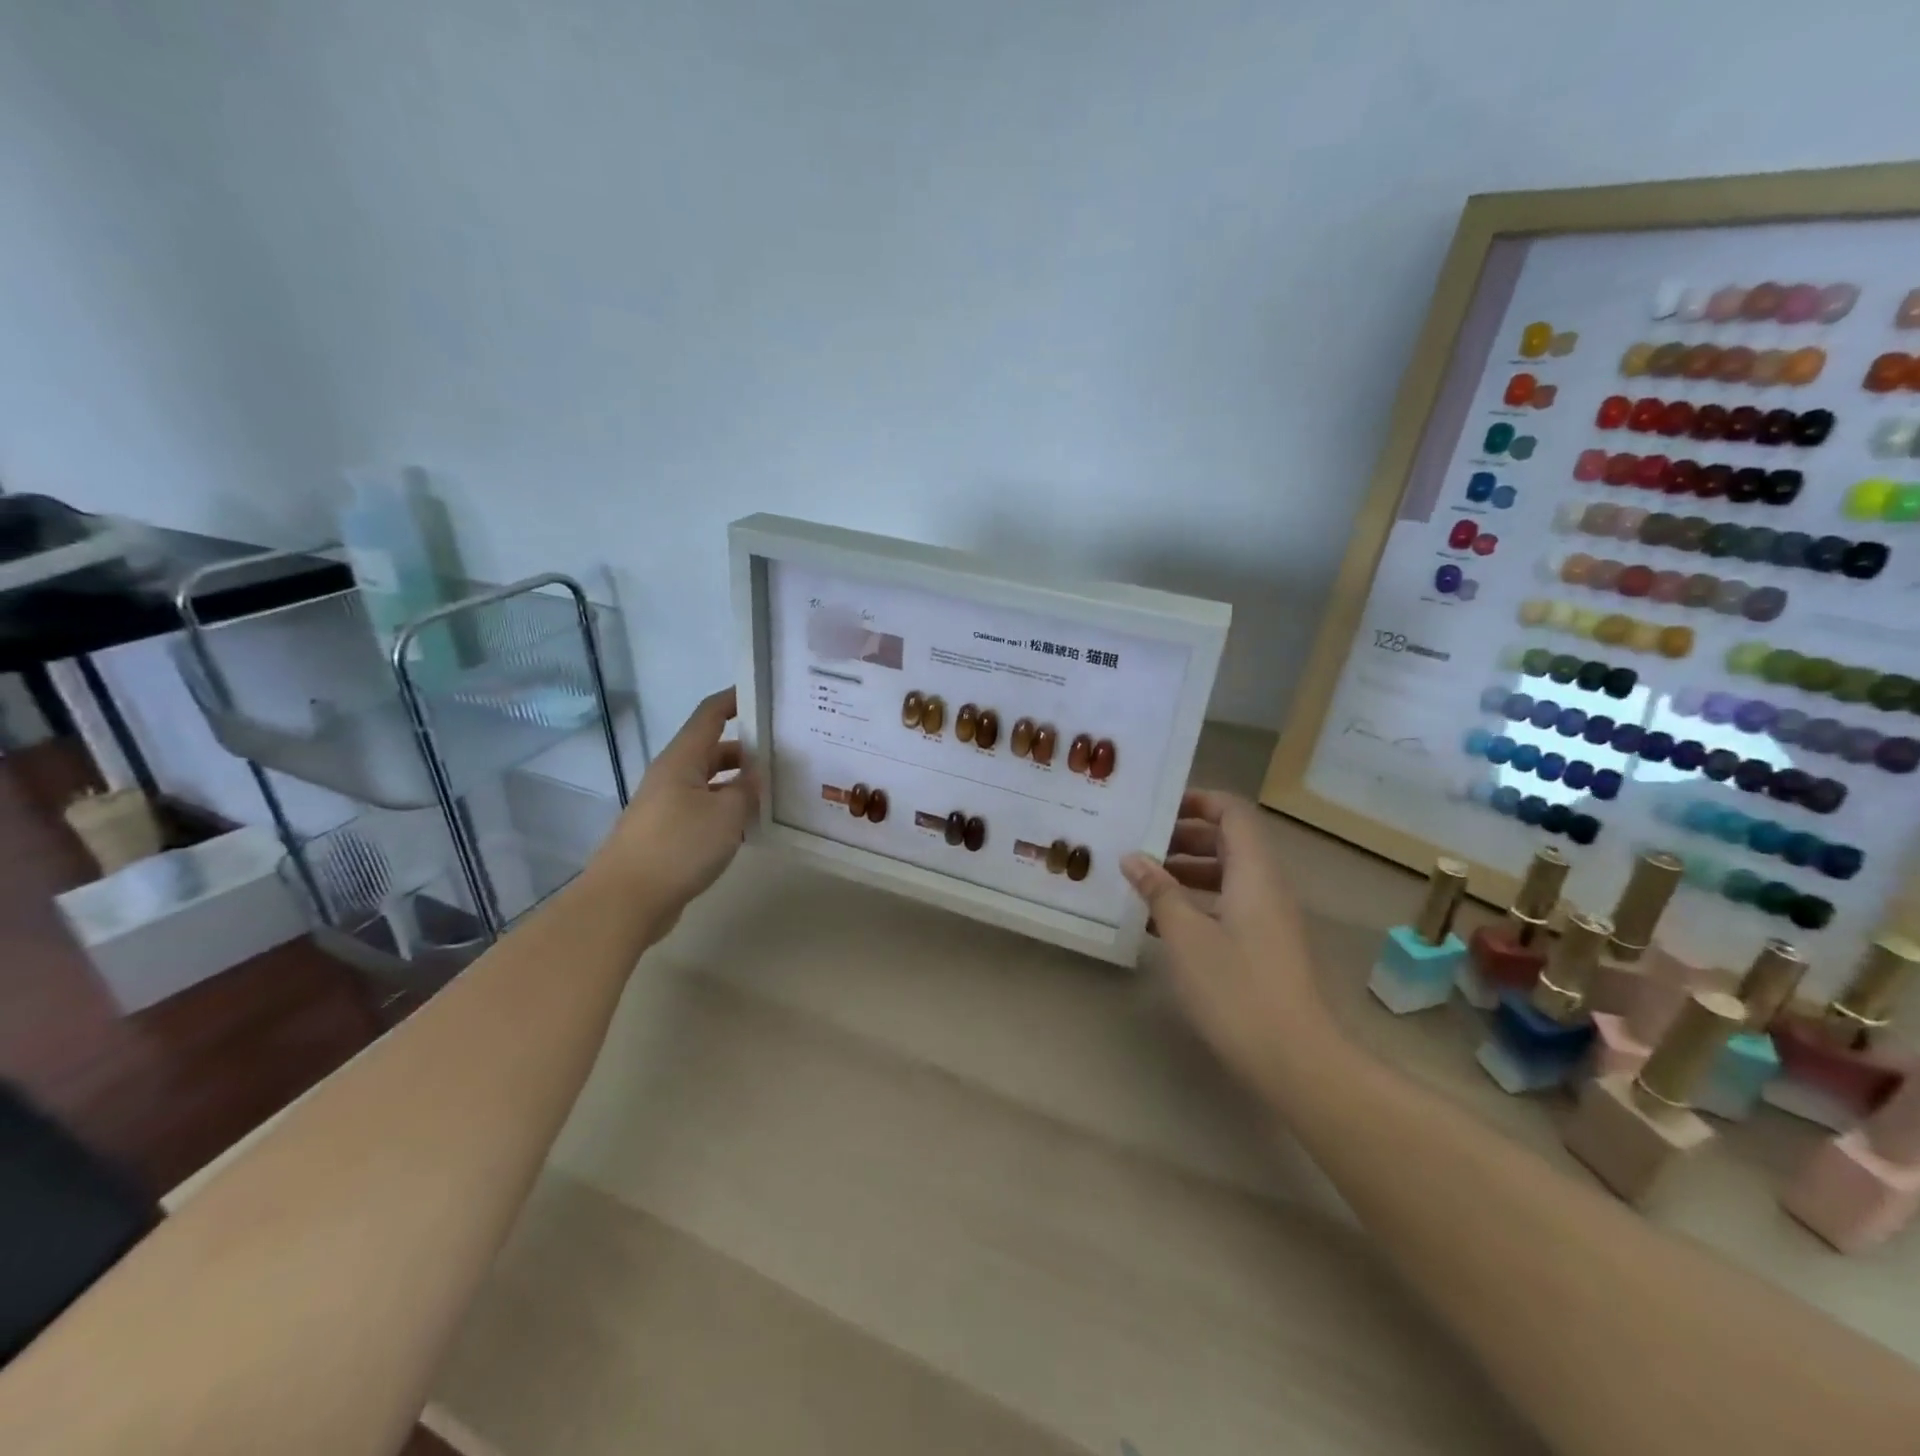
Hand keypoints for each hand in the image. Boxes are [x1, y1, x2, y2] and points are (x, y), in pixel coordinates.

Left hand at [587, 687, 758, 931]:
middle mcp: (672, 776)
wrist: (626, 900)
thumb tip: (756, 776)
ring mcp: (667, 806)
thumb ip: (747, 790)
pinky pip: (705, 810)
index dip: (735, 700)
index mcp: (682, 759)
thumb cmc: (679, 846)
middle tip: (786, 753)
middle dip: (748, 749)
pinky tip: (752, 827)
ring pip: (711, 783)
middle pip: (713, 750)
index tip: (765, 696)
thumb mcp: (726, 814)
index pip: (710, 714)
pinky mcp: (668, 834)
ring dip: (740, 784)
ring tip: (778, 791)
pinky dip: (728, 812)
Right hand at [1122, 790, 1327, 1099]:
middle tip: (1138, 844)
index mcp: (1255, 873)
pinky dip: (1196, 904)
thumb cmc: (1237, 989)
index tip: (1156, 807)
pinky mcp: (1265, 949)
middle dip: (1183, 838)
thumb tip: (1134, 857)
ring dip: (1186, 872)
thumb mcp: (1186, 935)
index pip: (1233, 813)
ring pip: (1226, 877)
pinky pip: (1228, 907)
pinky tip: (1160, 924)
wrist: (1296, 1061)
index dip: (1197, 801)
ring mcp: (1270, 920)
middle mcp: (1267, 887)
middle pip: (1229, 842)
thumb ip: (1159, 891)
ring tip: (1140, 882)